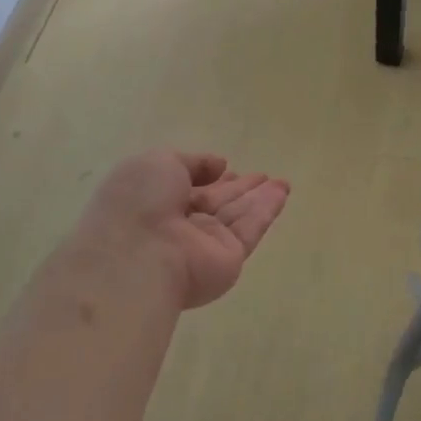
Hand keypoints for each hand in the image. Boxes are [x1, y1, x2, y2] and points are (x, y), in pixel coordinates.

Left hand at [72, 150, 290, 310]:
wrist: (139, 255)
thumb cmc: (140, 202)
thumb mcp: (158, 163)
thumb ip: (192, 162)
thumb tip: (219, 166)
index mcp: (155, 202)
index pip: (187, 188)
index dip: (208, 178)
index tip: (227, 169)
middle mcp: (180, 225)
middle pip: (216, 203)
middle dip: (238, 189)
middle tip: (262, 176)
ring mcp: (205, 244)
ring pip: (237, 215)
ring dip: (258, 198)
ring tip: (282, 182)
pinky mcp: (229, 258)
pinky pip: (250, 229)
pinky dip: (266, 211)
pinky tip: (281, 194)